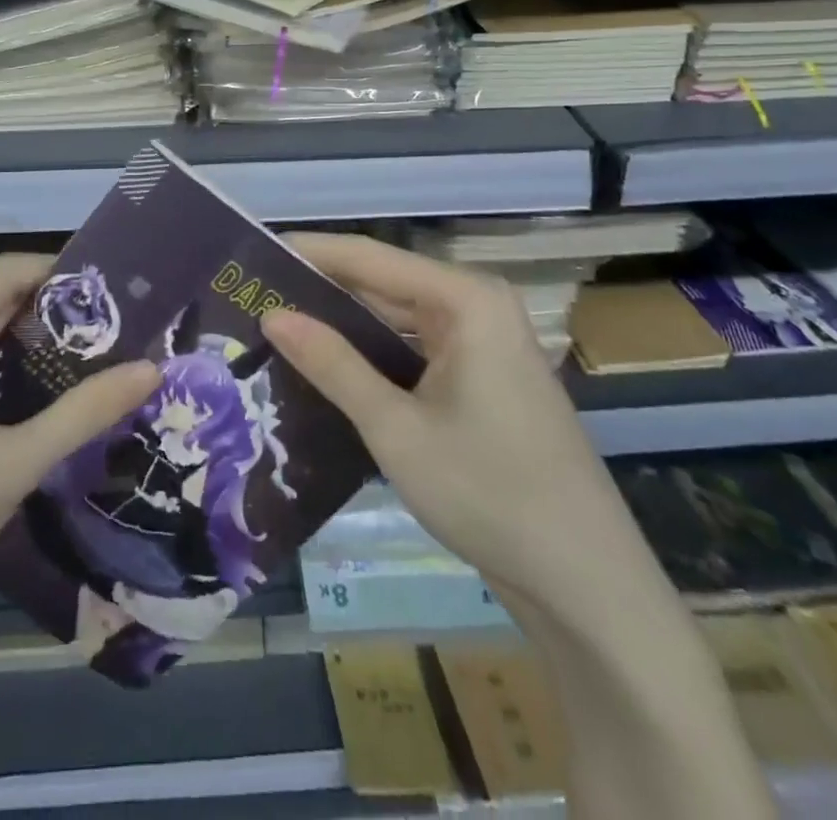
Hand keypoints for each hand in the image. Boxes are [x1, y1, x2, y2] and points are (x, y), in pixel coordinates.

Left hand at [0, 253, 158, 652]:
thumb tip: (153, 369)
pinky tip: (38, 395)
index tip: (115, 291)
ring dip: (29, 342)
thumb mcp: (15, 465)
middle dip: (53, 311)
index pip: (8, 272)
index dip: (63, 272)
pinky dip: (0, 369)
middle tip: (116, 327)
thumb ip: (85, 412)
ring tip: (91, 356)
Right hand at [263, 232, 620, 595]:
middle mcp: (476, 307)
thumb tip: (271, 315)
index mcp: (465, 299)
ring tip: (274, 328)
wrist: (586, 584)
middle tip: (251, 297)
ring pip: (395, 319)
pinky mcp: (481, 379)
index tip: (251, 254)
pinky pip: (413, 351)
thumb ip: (332, 364)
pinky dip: (371, 356)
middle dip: (320, 291)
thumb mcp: (396, 428)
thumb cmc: (490, 493)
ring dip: (342, 326)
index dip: (308, 252)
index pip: (368, 256)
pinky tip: (324, 367)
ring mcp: (482, 344)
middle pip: (383, 283)